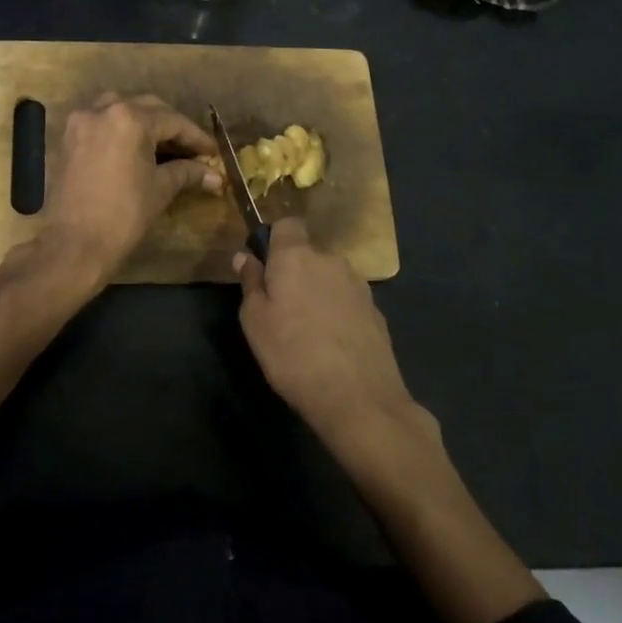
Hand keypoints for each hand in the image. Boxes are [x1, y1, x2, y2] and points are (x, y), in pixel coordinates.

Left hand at [46, 93, 219, 284]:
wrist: (75, 244)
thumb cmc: (124, 215)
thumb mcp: (160, 189)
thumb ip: (188, 173)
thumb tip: (216, 176)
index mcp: (129, 119)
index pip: (172, 121)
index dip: (196, 137)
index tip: (212, 152)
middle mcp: (102, 110)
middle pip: (147, 108)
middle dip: (171, 126)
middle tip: (191, 148)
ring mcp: (81, 122)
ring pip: (120, 109)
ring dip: (144, 122)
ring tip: (163, 145)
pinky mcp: (69, 138)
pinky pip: (101, 123)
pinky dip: (119, 130)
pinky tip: (134, 148)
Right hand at [235, 218, 435, 462]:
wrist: (359, 398)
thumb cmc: (293, 355)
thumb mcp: (255, 321)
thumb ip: (250, 283)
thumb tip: (245, 256)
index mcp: (297, 257)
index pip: (286, 224)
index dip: (273, 240)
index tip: (263, 268)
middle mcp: (331, 261)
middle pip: (307, 255)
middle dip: (293, 273)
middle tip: (279, 310)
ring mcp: (359, 285)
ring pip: (328, 278)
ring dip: (315, 293)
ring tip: (306, 331)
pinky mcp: (376, 311)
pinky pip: (346, 301)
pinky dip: (336, 313)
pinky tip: (330, 345)